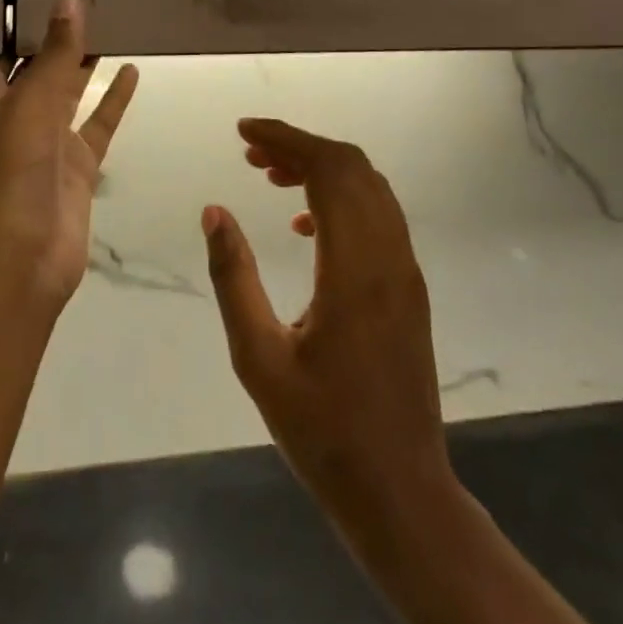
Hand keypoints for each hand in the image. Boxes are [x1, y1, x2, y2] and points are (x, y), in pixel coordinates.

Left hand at [0, 0, 138, 306]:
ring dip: (86, 63)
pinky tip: (131, 70)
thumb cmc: (10, 171)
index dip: (24, 22)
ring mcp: (48, 142)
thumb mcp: (30, 103)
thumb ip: (54, 54)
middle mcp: (15, 116)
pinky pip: (98, 123)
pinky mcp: (77, 165)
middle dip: (59, 37)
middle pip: (39, 67)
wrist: (21, 258)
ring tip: (112, 23)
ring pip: (71, 92)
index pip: (4, 51)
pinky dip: (113, 99)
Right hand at [204, 119, 456, 562]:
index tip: (243, 132)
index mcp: (355, 268)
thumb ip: (234, 277)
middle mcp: (390, 257)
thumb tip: (214, 211)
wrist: (400, 491)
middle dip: (300, 146)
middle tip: (250, 152)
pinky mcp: (408, 289)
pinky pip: (377, 216)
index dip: (287, 139)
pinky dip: (340, 198)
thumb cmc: (322, 430)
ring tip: (269, 175)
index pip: (330, 170)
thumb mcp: (258, 357)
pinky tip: (302, 224)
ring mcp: (405, 272)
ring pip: (369, 188)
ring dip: (322, 169)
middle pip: (353, 168)